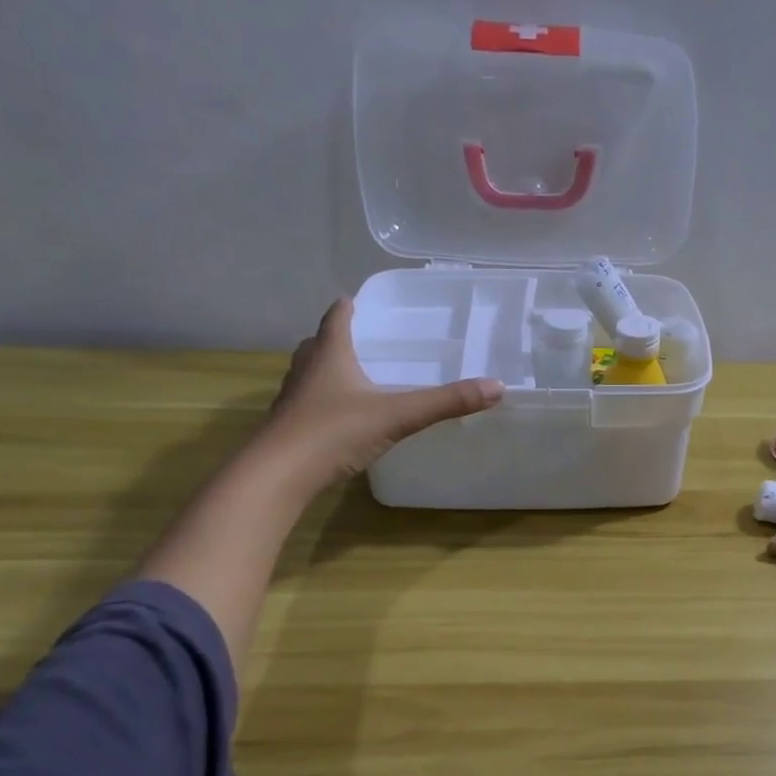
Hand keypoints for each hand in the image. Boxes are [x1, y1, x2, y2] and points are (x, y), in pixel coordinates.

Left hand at [261, 298, 503, 484]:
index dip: (349, 307)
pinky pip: (308, 403)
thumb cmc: (334, 432)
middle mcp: (306, 370)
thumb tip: (497, 387)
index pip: (337, 317)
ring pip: (310, 373)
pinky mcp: (288, 427)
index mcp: (329, 355)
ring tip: (355, 375)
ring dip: (328, 369)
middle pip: (318, 343)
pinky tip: (342, 417)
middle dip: (338, 338)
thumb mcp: (397, 415)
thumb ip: (445, 402)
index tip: (359, 300)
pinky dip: (324, 401)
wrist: (278, 476)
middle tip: (365, 340)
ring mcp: (293, 400)